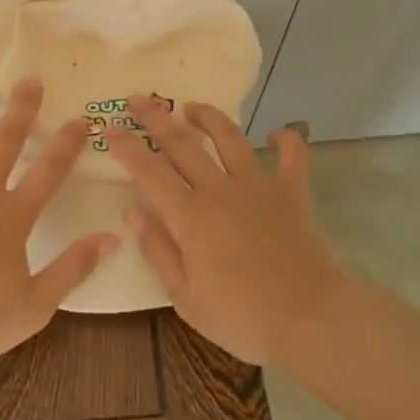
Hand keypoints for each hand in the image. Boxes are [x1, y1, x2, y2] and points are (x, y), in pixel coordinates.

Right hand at [107, 98, 343, 366]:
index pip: (149, 171)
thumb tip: (133, 213)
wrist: (310, 319)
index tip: (108, 128)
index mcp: (191, 216)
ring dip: (209, 117)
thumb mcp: (186, 297)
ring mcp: (258, 187)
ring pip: (230, 138)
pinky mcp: (292, 193)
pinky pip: (293, 157)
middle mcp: (220, 190)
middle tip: (139, 100)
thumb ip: (159, 250)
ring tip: (193, 106)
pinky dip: (287, 140)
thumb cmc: (242, 317)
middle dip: (156, 118)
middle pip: (183, 143)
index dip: (126, 147)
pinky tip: (278, 133)